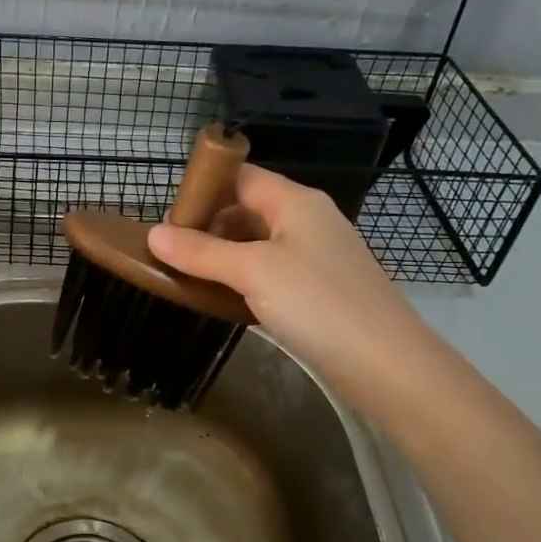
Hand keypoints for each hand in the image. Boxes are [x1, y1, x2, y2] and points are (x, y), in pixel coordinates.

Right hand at [146, 164, 435, 405]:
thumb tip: (153, 234)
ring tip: (189, 277)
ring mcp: (316, 256)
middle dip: (208, 226)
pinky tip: (223, 299)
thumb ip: (202, 252)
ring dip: (223, 255)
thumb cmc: (318, 303)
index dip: (203, 190)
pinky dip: (243, 279)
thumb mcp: (253, 271)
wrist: (387, 364)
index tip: (167, 219)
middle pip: (247, 208)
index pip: (241, 176)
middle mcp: (308, 220)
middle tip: (172, 254)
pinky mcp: (319, 289)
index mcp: (296, 201)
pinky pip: (271, 271)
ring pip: (258, 243)